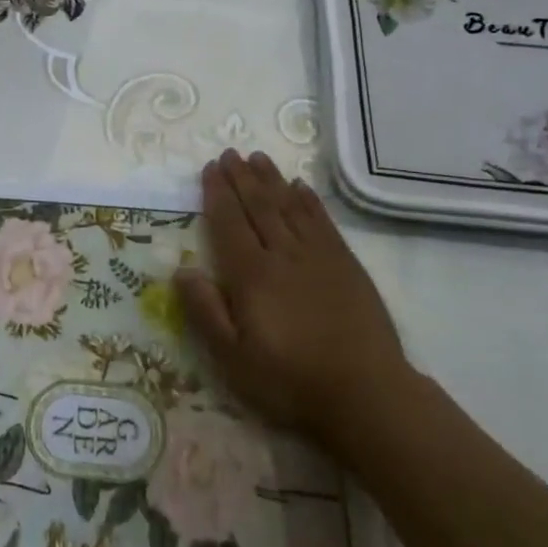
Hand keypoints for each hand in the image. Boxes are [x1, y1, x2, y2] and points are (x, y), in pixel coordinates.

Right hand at [175, 150, 413, 445]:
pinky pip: (322, 221)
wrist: (366, 393)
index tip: (209, 168)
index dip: (217, 193)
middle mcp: (283, 254)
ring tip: (258, 158)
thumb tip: (181, 269)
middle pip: (258, 205)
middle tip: (229, 152)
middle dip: (241, 177)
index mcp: (251, 274)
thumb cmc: (290, 380)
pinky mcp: (345, 264)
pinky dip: (309, 200)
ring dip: (272, 179)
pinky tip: (300, 186)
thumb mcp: (233, 358)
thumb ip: (205, 311)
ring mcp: (318, 255)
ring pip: (289, 205)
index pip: (229, 222)